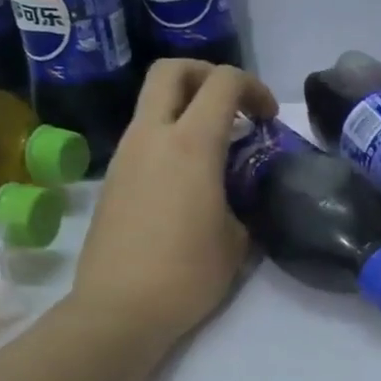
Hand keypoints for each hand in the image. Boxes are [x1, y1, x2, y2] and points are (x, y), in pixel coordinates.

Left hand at [69, 60, 276, 348]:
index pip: (223, 83)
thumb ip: (244, 201)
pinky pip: (143, 137)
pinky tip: (187, 179)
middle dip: (207, 75)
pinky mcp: (112, 178)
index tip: (268, 120)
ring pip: (152, 103)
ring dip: (186, 108)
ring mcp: (125, 155)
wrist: (119, 309)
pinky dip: (169, 137)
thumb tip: (239, 195)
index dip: (254, 88)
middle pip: (172, 71)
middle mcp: (151, 137)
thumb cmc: (187, 274)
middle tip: (232, 106)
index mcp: (190, 145)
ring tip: (214, 147)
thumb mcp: (237, 239)